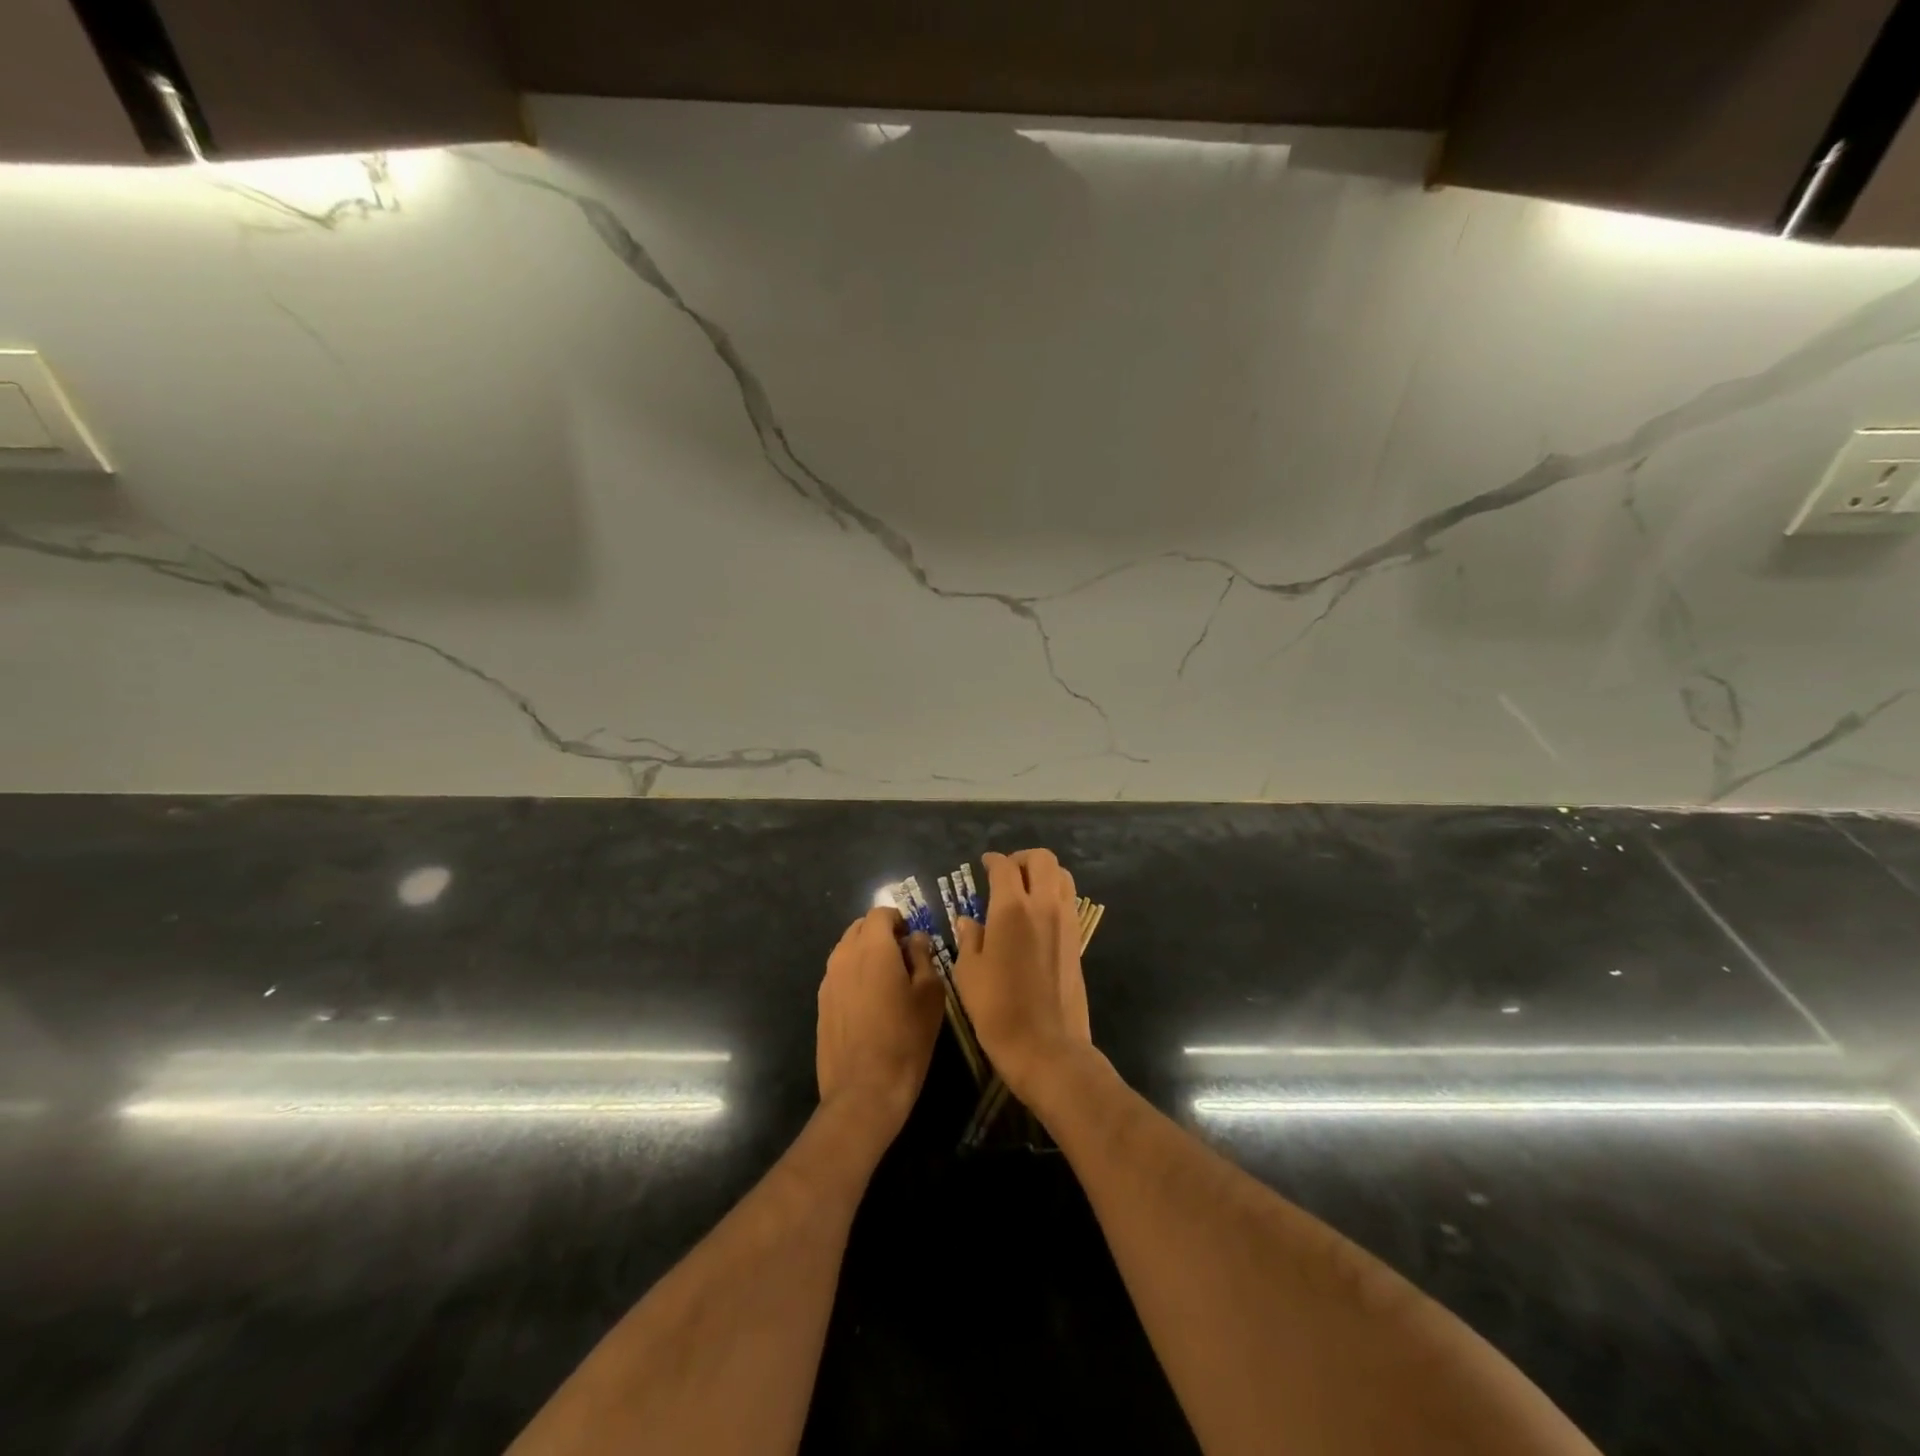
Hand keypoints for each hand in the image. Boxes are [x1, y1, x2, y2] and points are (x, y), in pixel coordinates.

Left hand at [816, 907, 944, 1139]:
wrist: (864, 1091)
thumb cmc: (906, 1038)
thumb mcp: (930, 994)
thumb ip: (923, 957)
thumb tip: (915, 939)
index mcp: (872, 947)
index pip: (880, 913)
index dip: (899, 919)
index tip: (913, 939)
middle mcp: (844, 956)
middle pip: (860, 928)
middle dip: (881, 933)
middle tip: (904, 957)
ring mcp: (828, 981)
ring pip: (847, 950)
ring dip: (866, 954)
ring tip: (888, 981)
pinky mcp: (822, 1004)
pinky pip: (839, 974)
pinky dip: (854, 975)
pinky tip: (871, 1003)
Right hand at [954, 849, 1092, 1101]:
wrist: (1046, 1046)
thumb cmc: (997, 1010)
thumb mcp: (968, 973)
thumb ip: (969, 938)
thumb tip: (969, 920)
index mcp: (1011, 909)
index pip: (1004, 867)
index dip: (992, 860)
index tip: (984, 864)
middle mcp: (1043, 906)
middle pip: (1042, 859)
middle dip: (1022, 858)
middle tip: (1006, 872)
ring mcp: (1066, 921)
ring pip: (1062, 875)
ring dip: (1043, 873)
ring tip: (1025, 889)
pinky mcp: (1078, 939)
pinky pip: (1069, 900)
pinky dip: (1055, 893)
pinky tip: (1038, 914)